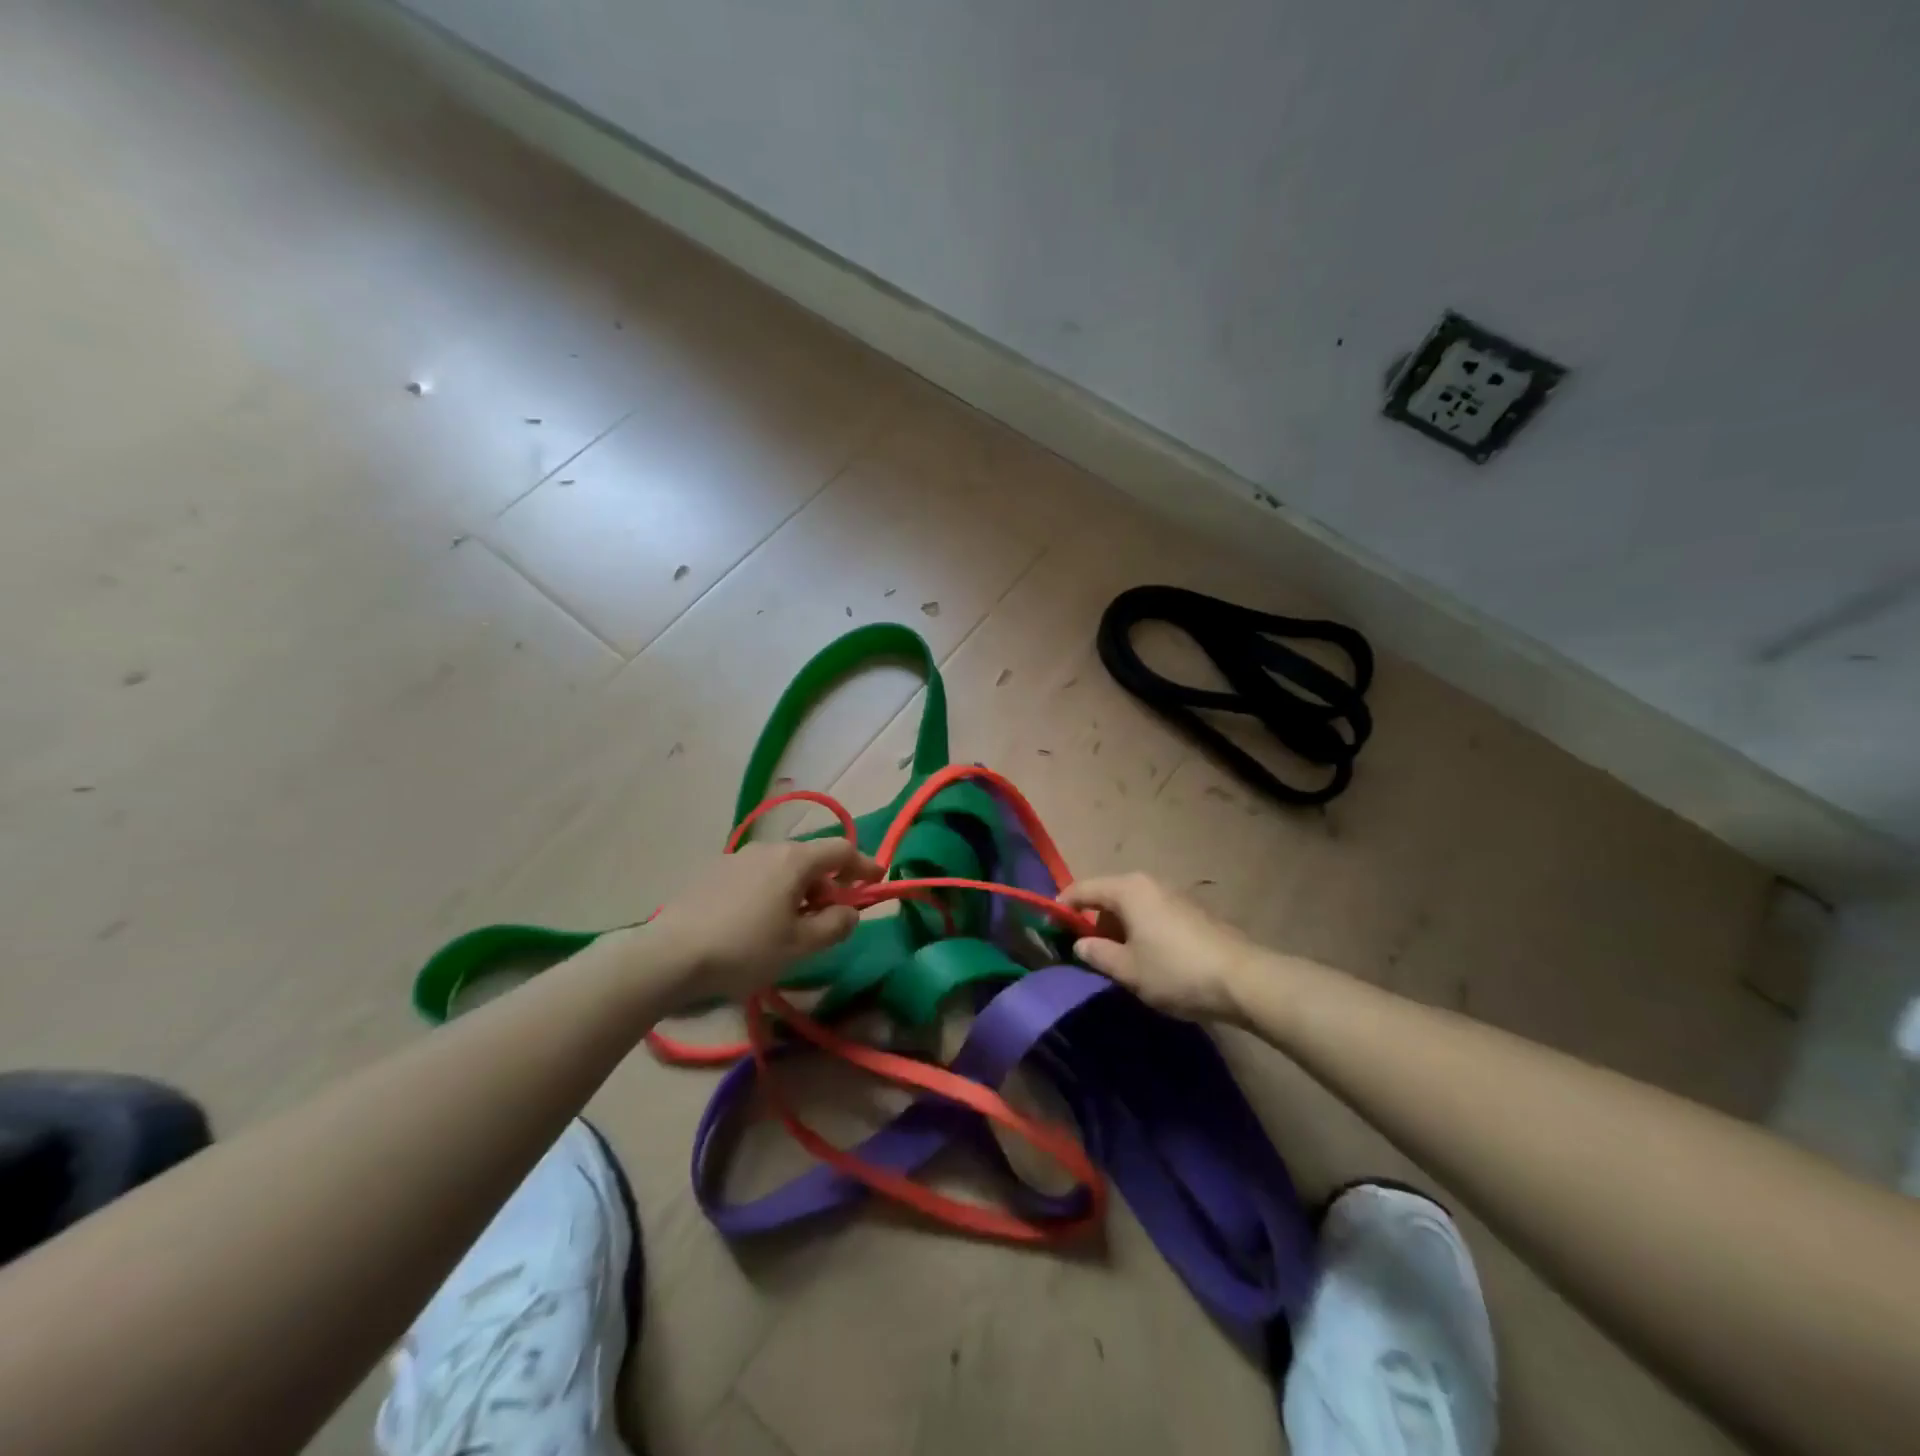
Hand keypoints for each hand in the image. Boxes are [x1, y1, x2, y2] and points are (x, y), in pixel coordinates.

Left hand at [647, 839, 880, 1001]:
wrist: (670, 955)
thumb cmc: (746, 949)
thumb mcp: (801, 946)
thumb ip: (835, 925)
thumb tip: (849, 910)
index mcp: (794, 860)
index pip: (841, 850)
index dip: (864, 865)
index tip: (877, 880)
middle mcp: (768, 849)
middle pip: (810, 859)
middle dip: (828, 884)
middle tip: (831, 917)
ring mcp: (736, 858)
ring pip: (782, 868)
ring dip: (798, 890)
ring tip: (792, 925)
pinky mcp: (712, 872)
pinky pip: (756, 876)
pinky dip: (771, 892)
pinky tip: (758, 923)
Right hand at [1060, 873, 1257, 1021]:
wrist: (1243, 979)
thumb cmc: (1175, 971)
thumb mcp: (1128, 970)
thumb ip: (1097, 954)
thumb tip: (1080, 945)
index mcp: (1128, 889)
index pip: (1083, 889)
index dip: (1063, 906)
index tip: (1049, 925)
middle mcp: (1150, 883)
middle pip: (1109, 895)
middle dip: (1094, 922)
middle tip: (1088, 954)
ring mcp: (1175, 894)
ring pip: (1133, 906)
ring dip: (1120, 928)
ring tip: (1120, 962)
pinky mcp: (1193, 911)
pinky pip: (1153, 914)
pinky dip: (1142, 930)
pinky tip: (1150, 959)